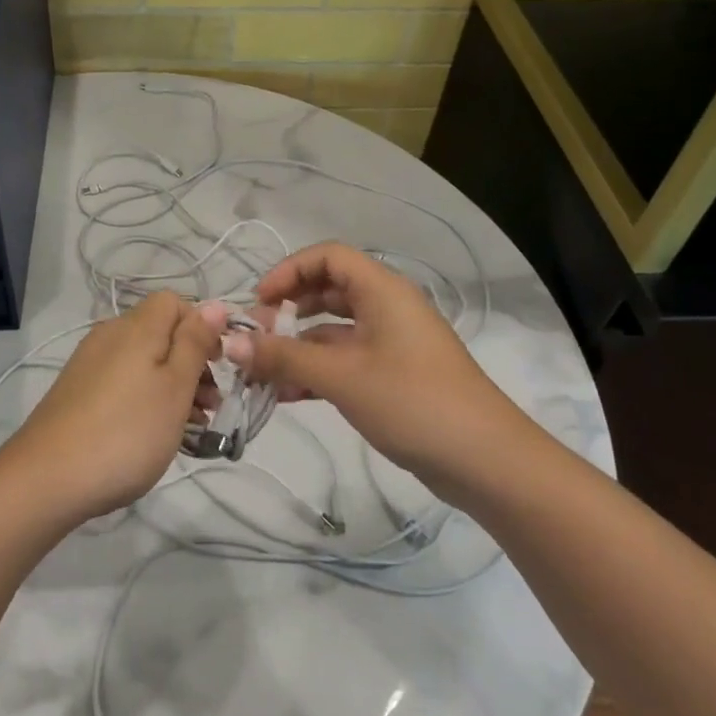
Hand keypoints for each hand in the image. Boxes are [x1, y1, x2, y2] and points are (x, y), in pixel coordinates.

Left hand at [0, 291, 227, 525]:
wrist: (47, 478)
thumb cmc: (126, 432)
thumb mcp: (175, 387)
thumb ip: (195, 343)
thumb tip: (215, 304)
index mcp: (136, 327)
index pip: (175, 302)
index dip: (201, 327)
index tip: (218, 366)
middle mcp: (110, 335)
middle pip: (161, 333)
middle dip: (192, 363)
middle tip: (211, 406)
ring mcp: (89, 363)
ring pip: (143, 361)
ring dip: (172, 386)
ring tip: (190, 428)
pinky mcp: (77, 391)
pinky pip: (123, 382)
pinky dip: (144, 398)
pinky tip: (153, 434)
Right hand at [225, 242, 518, 489]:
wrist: (484, 460)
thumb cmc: (411, 401)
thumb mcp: (341, 376)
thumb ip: (283, 357)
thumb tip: (231, 342)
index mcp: (382, 290)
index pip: (328, 256)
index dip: (289, 271)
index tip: (260, 303)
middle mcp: (387, 307)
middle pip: (329, 290)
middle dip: (289, 310)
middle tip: (257, 338)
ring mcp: (393, 343)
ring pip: (335, 331)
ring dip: (299, 347)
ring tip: (262, 373)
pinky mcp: (395, 375)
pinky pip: (347, 360)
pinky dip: (318, 371)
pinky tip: (288, 395)